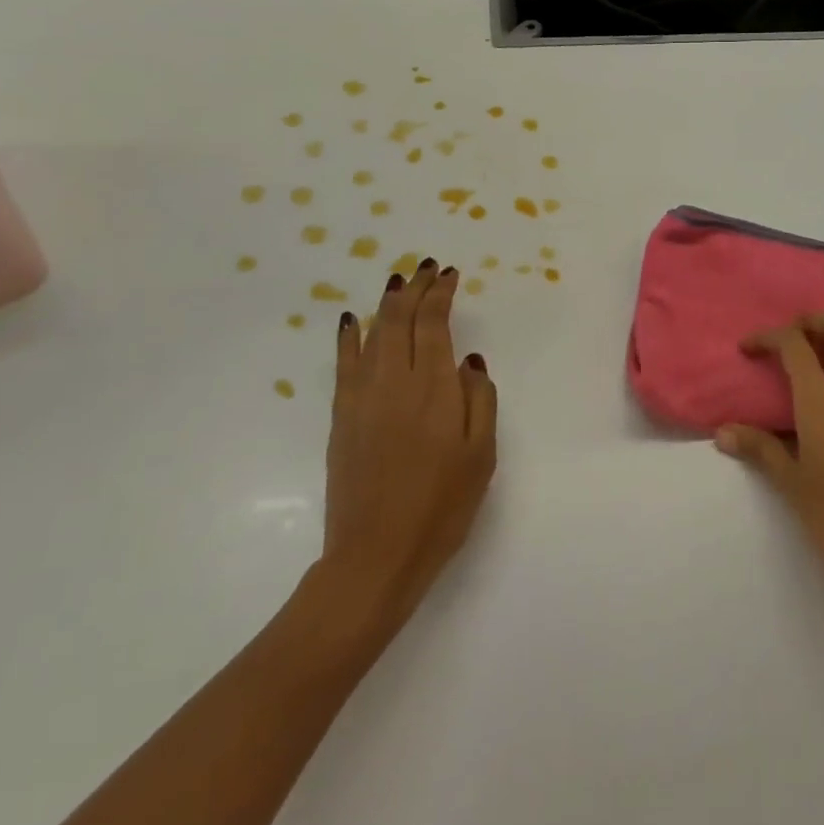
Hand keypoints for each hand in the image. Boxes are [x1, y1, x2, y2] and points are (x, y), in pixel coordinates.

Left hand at [314, 260, 496, 641]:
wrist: (375, 556)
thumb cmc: (441, 508)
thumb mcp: (482, 456)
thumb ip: (480, 400)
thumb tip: (469, 361)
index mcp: (434, 390)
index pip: (433, 324)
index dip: (440, 294)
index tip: (449, 274)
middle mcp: (394, 383)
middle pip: (399, 319)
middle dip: (413, 288)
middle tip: (426, 268)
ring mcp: (362, 399)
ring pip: (372, 334)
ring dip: (386, 304)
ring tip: (398, 283)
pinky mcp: (342, 418)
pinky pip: (344, 364)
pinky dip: (349, 336)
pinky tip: (352, 321)